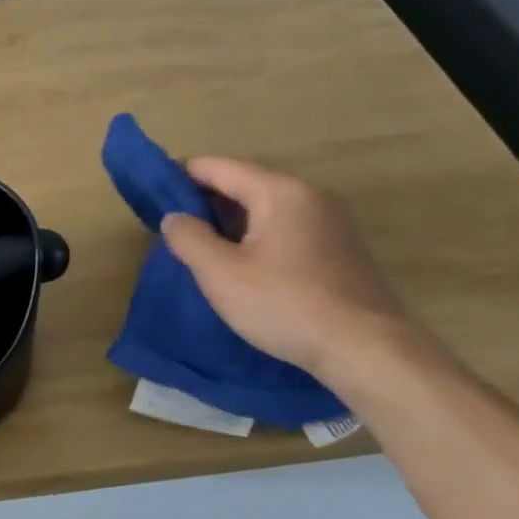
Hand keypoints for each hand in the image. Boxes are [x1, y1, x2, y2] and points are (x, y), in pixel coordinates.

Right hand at [159, 157, 410, 376]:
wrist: (367, 350)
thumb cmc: (286, 304)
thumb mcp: (220, 273)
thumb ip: (189, 238)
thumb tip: (174, 217)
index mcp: (280, 192)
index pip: (219, 167)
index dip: (180, 174)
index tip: (151, 189)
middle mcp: (310, 196)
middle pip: (245, 184)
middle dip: (205, 199)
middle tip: (172, 222)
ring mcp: (332, 222)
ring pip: (267, 208)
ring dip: (231, 220)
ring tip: (200, 244)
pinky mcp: (341, 250)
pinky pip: (287, 228)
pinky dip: (257, 235)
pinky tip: (242, 263)